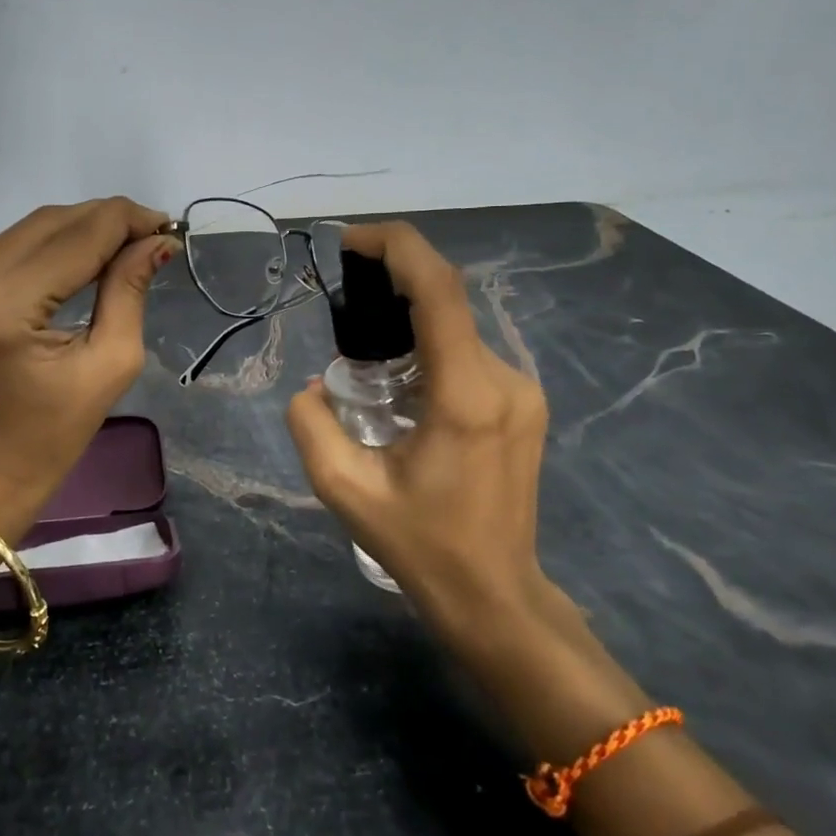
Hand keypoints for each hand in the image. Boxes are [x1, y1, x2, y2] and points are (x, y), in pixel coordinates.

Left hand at [0, 197, 178, 540]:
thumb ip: (130, 290)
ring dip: (84, 227)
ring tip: (128, 243)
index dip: (128, 222)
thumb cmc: (57, 431)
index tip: (169, 227)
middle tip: (153, 234)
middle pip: (53, 222)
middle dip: (109, 220)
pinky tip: (88, 254)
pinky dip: (55, 243)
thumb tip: (158, 240)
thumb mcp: (111, 362)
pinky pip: (14, 245)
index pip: (79, 237)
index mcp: (6, 307)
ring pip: (33, 227)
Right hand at [285, 221, 556, 638]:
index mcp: (465, 394)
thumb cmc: (421, 546)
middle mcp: (504, 379)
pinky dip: (429, 344)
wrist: (495, 595)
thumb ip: (311, 425)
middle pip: (447, 301)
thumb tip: (313, 387)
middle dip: (394, 282)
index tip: (352, 241)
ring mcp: (522, 390)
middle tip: (344, 299)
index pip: (439, 290)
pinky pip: (468, 351)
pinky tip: (400, 380)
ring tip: (365, 350)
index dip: (397, 247)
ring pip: (457, 327)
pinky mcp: (524, 403)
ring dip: (410, 319)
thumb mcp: (345, 489)